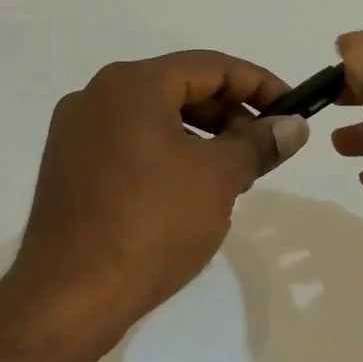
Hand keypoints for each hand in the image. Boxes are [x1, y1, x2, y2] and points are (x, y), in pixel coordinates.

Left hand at [4, 51, 310, 341]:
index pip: (211, 66)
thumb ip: (259, 144)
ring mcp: (76, 134)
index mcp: (131, 84)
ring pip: (154, 120)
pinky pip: (130, 147)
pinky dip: (168, 158)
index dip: (259, 85)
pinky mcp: (70, 170)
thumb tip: (293, 126)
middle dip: (230, 116)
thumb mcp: (218, 179)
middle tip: (264, 151)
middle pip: (180, 89)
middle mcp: (96, 97)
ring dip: (201, 140)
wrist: (70, 295)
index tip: (292, 111)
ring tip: (232, 177)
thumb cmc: (151, 224)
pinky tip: (190, 194)